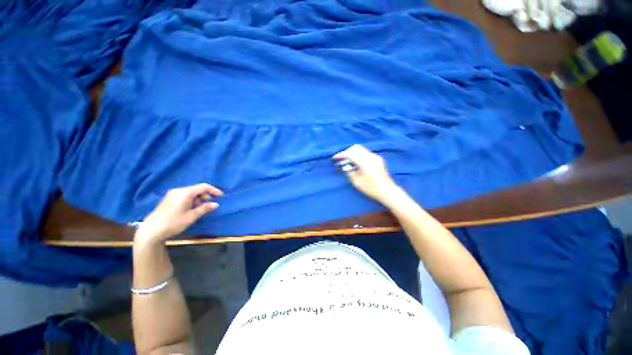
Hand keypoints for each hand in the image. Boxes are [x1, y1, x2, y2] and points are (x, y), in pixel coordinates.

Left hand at [135, 183, 223, 244]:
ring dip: (199, 198)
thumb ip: (205, 208)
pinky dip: (192, 200)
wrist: (151, 230)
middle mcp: (179, 190)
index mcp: (185, 193)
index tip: (221, 196)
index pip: (204, 186)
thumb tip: (216, 204)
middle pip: (197, 189)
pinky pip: (185, 195)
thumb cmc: (173, 223)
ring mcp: (172, 194)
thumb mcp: (191, 216)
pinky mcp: (169, 199)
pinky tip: (191, 208)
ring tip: (200, 208)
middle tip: (209, 205)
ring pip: (191, 192)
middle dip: (206, 195)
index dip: (214, 190)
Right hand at [333, 145, 400, 204]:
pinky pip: (365, 152)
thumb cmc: (371, 189)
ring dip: (352, 152)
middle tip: (341, 159)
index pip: (351, 154)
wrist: (388, 191)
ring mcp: (376, 157)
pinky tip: (355, 161)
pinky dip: (358, 154)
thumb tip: (345, 164)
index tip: (335, 158)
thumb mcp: (357, 183)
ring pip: (361, 149)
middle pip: (356, 148)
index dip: (342, 154)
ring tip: (347, 160)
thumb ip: (350, 172)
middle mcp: (371, 157)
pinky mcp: (377, 158)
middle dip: (347, 152)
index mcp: (366, 164)